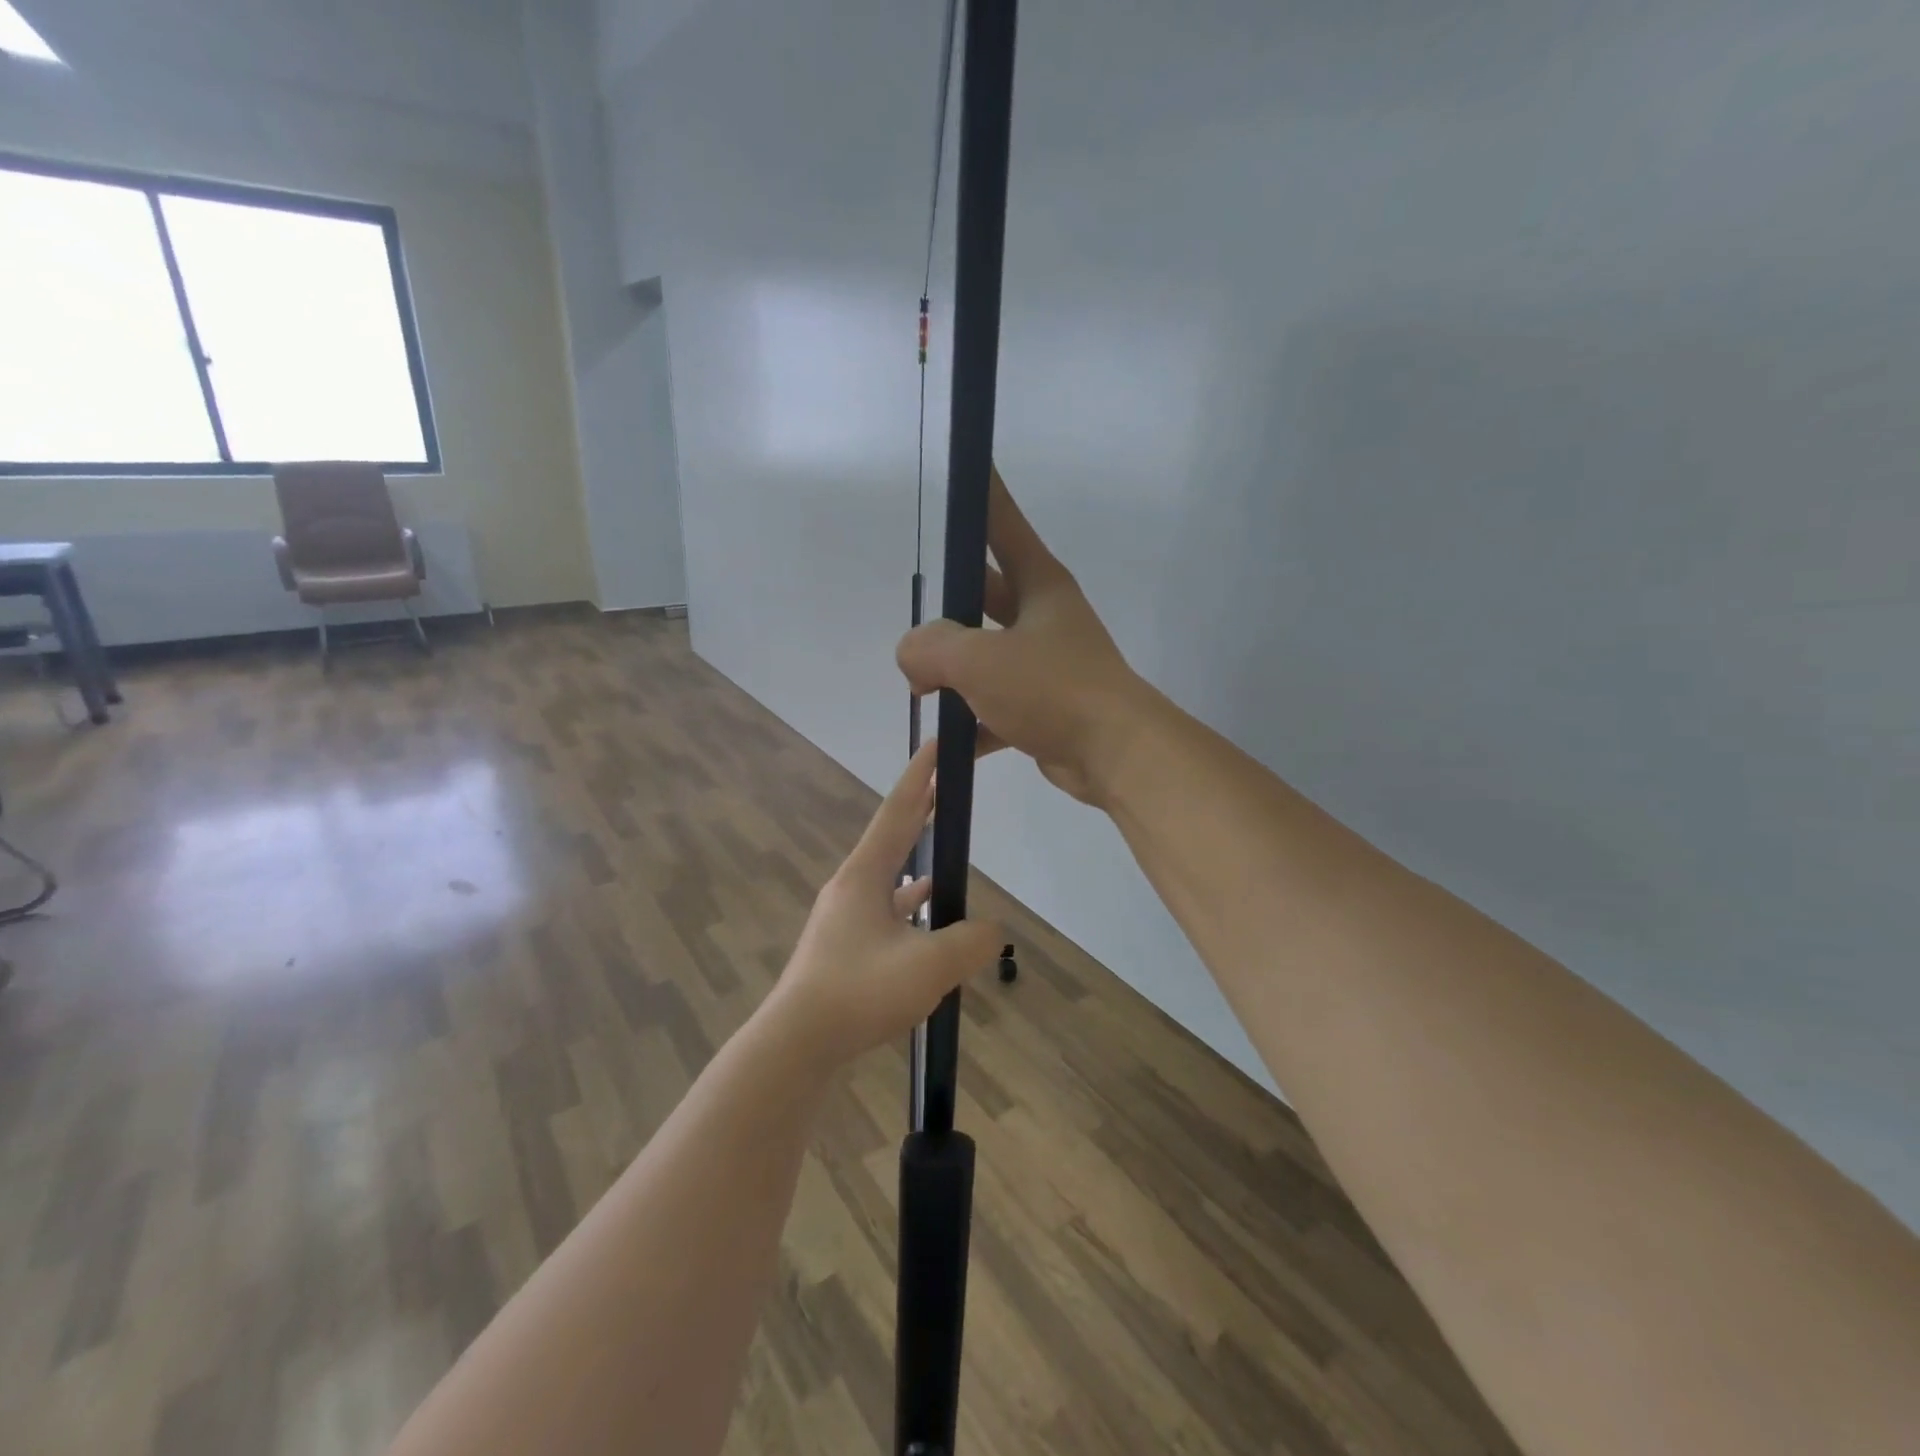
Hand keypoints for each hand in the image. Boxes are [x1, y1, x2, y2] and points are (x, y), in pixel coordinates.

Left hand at [759, 741, 1002, 1071]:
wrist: (797, 1043)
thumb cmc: (860, 991)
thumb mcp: (930, 965)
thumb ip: (972, 942)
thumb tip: (992, 931)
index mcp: (865, 875)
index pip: (899, 811)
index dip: (920, 776)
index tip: (935, 745)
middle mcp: (851, 887)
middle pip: (893, 838)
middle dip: (921, 812)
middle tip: (946, 789)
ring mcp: (844, 918)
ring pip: (890, 880)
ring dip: (917, 865)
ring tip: (948, 863)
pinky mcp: (843, 948)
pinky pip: (885, 914)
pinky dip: (910, 911)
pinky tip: (928, 926)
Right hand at [896, 467, 1151, 805]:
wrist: (1114, 754)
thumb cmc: (1051, 689)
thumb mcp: (978, 660)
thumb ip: (930, 648)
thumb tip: (913, 660)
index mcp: (1039, 585)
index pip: (1001, 523)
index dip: (982, 492)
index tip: (968, 464)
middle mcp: (1045, 618)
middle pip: (985, 595)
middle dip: (948, 608)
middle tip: (916, 622)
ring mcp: (1047, 664)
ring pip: (988, 656)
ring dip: (954, 672)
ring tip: (920, 688)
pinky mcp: (1045, 708)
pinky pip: (996, 708)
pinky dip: (972, 724)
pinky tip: (948, 743)